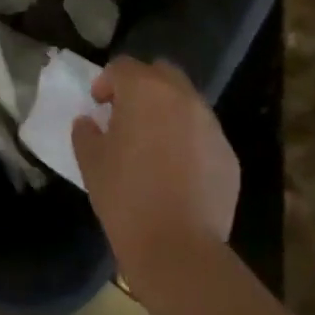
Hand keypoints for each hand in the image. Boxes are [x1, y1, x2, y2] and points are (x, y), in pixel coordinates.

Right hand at [72, 58, 237, 288]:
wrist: (178, 247)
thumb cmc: (125, 197)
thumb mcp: (91, 162)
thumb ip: (86, 133)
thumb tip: (89, 122)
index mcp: (145, 90)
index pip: (122, 67)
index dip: (106, 82)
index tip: (98, 105)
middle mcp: (182, 97)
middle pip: (161, 73)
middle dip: (142, 86)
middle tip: (126, 114)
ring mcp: (210, 125)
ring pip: (186, 102)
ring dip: (168, 112)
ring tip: (153, 144)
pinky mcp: (228, 154)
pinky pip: (203, 135)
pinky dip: (188, 141)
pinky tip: (176, 172)